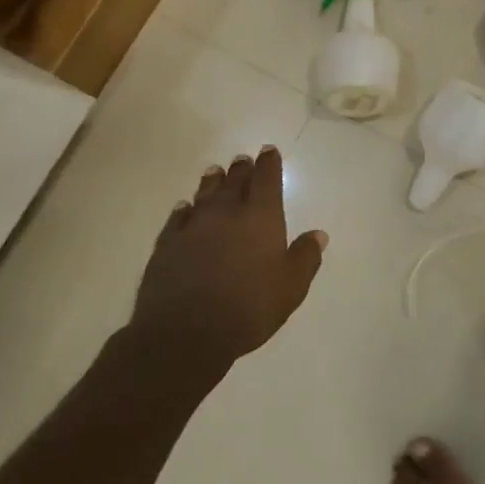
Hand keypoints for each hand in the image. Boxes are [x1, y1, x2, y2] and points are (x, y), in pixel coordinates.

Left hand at [130, 146, 327, 375]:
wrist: (185, 333)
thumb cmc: (248, 307)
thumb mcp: (291, 287)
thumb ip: (305, 257)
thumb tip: (318, 234)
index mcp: (261, 217)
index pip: (267, 179)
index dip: (269, 163)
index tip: (269, 151)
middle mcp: (226, 213)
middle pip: (234, 181)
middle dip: (242, 169)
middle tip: (243, 159)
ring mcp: (193, 226)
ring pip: (205, 194)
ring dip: (212, 182)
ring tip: (215, 171)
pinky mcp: (167, 245)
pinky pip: (178, 217)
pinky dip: (185, 209)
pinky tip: (185, 208)